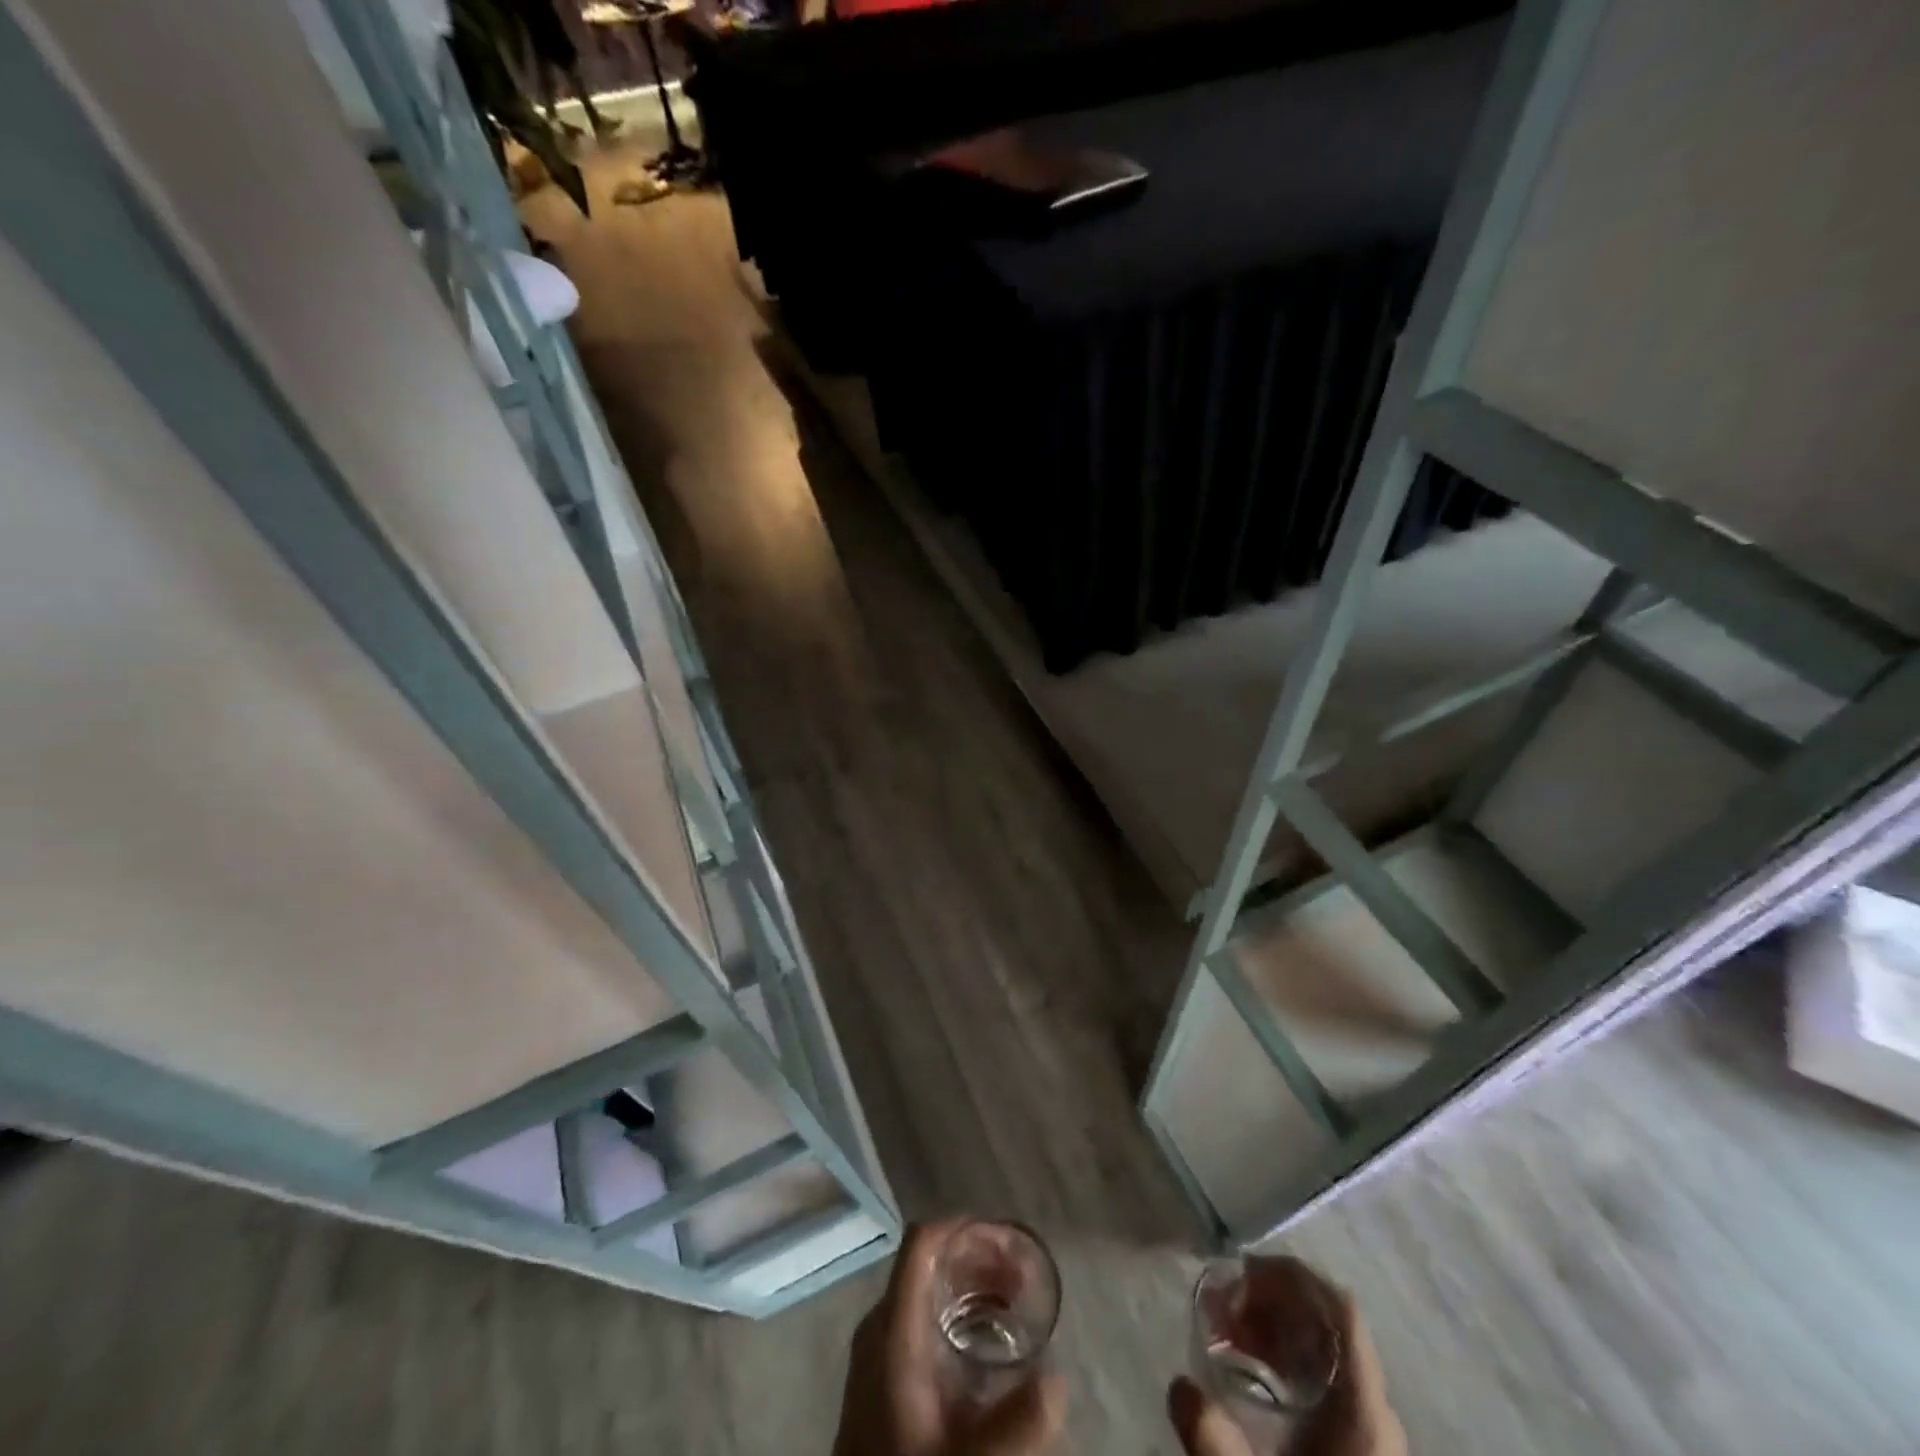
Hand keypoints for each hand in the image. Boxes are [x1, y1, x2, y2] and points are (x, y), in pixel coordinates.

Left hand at [834, 1220, 1067, 1455]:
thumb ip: (1018, 1422)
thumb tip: (1058, 1376)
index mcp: (894, 1327)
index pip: (922, 1242)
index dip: (965, 1227)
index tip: (1008, 1241)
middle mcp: (880, 1324)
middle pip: (930, 1261)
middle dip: (980, 1259)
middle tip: (1024, 1280)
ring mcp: (877, 1347)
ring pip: (927, 1288)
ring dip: (972, 1284)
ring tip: (1015, 1303)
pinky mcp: (881, 1372)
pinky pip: (921, 1316)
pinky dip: (956, 1310)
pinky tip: (987, 1340)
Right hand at [1168, 1260, 1404, 1455]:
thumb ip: (1214, 1440)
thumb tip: (1177, 1386)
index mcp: (1364, 1408)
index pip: (1340, 1310)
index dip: (1293, 1276)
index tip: (1243, 1270)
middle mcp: (1375, 1410)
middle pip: (1327, 1324)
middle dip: (1270, 1302)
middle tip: (1222, 1305)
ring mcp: (1371, 1431)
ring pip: (1325, 1351)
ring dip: (1274, 1328)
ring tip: (1227, 1332)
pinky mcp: (1358, 1447)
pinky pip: (1325, 1380)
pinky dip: (1286, 1359)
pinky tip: (1250, 1371)